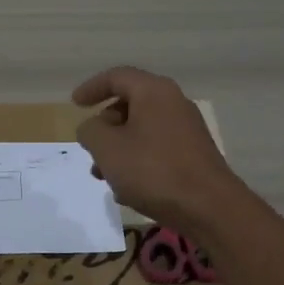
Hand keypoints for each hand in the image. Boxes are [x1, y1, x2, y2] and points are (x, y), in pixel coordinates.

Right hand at [73, 66, 243, 235]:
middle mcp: (174, 103)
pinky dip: (137, 160)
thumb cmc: (153, 170)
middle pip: (130, 104)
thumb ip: (90, 131)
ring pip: (142, 130)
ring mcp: (187, 129)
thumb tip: (93, 128)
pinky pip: (157, 149)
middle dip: (104, 127)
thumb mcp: (107, 148)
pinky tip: (128, 189)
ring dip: (118, 149)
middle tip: (90, 149)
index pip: (117, 77)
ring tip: (104, 176)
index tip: (74, 104)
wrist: (209, 207)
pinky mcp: (194, 154)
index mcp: (154, 92)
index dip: (92, 88)